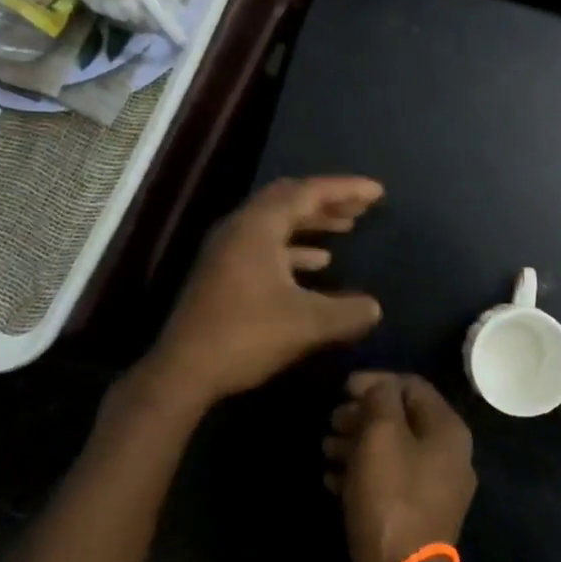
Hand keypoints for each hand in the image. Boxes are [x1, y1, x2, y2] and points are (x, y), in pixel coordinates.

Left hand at [147, 177, 384, 408]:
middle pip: (289, 199)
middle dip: (328, 201)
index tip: (377, 192)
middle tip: (361, 206)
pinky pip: (267, 245)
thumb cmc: (246, 336)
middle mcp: (240, 228)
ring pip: (277, 222)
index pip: (308, 192)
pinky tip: (318, 264)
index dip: (346, 189)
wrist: (183, 372)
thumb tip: (375, 308)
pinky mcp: (224, 272)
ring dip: (312, 223)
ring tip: (346, 227)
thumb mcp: (307, 324)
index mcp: (258, 226)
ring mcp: (228, 250)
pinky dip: (295, 248)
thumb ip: (348, 312)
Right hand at [323, 372, 476, 561]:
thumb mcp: (382, 435)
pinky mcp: (412, 517)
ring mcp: (432, 490)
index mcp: (448, 430)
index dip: (376, 381)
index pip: (412, 386)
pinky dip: (359, 474)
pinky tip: (331, 479)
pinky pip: (386, 482)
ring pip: (390, 451)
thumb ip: (380, 399)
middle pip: (401, 419)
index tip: (341, 388)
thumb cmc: (391, 497)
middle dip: (362, 415)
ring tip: (325, 449)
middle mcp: (447, 456)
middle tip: (330, 422)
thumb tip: (376, 387)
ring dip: (355, 444)